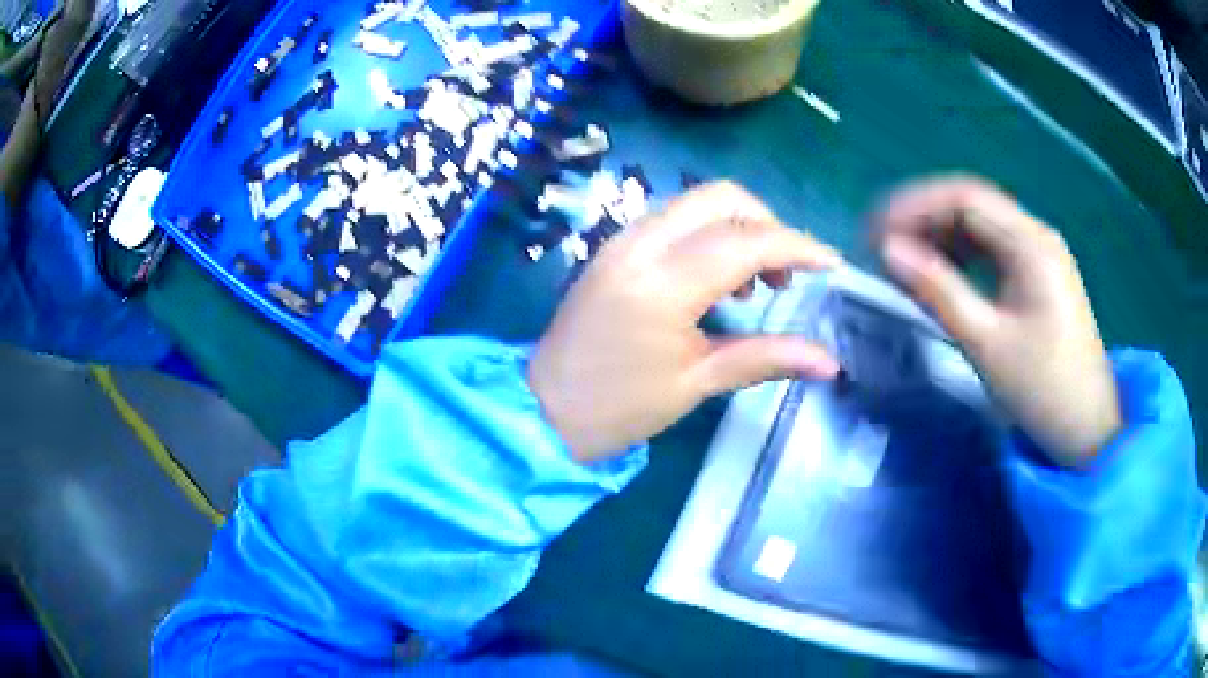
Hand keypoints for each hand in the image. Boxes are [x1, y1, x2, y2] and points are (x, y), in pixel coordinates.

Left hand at [528, 182, 842, 463]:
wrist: (543, 409)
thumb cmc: (619, 407)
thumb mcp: (697, 383)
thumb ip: (766, 358)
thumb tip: (830, 363)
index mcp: (663, 283)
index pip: (746, 242)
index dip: (797, 247)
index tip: (831, 265)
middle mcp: (641, 244)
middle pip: (720, 197)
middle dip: (767, 223)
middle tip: (787, 273)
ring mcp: (622, 240)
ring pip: (695, 202)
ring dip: (738, 225)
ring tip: (756, 283)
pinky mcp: (614, 247)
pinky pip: (673, 219)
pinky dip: (708, 232)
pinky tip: (718, 277)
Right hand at [875, 176, 1120, 466]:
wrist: (1087, 429)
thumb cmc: (1042, 389)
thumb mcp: (986, 343)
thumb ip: (938, 290)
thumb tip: (887, 251)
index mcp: (1031, 244)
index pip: (964, 198)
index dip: (914, 207)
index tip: (874, 232)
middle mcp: (1037, 235)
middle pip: (972, 205)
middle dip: (924, 218)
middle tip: (881, 245)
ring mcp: (1040, 254)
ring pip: (981, 226)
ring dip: (940, 234)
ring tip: (903, 258)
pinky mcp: (1039, 276)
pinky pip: (994, 249)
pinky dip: (962, 254)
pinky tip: (941, 271)